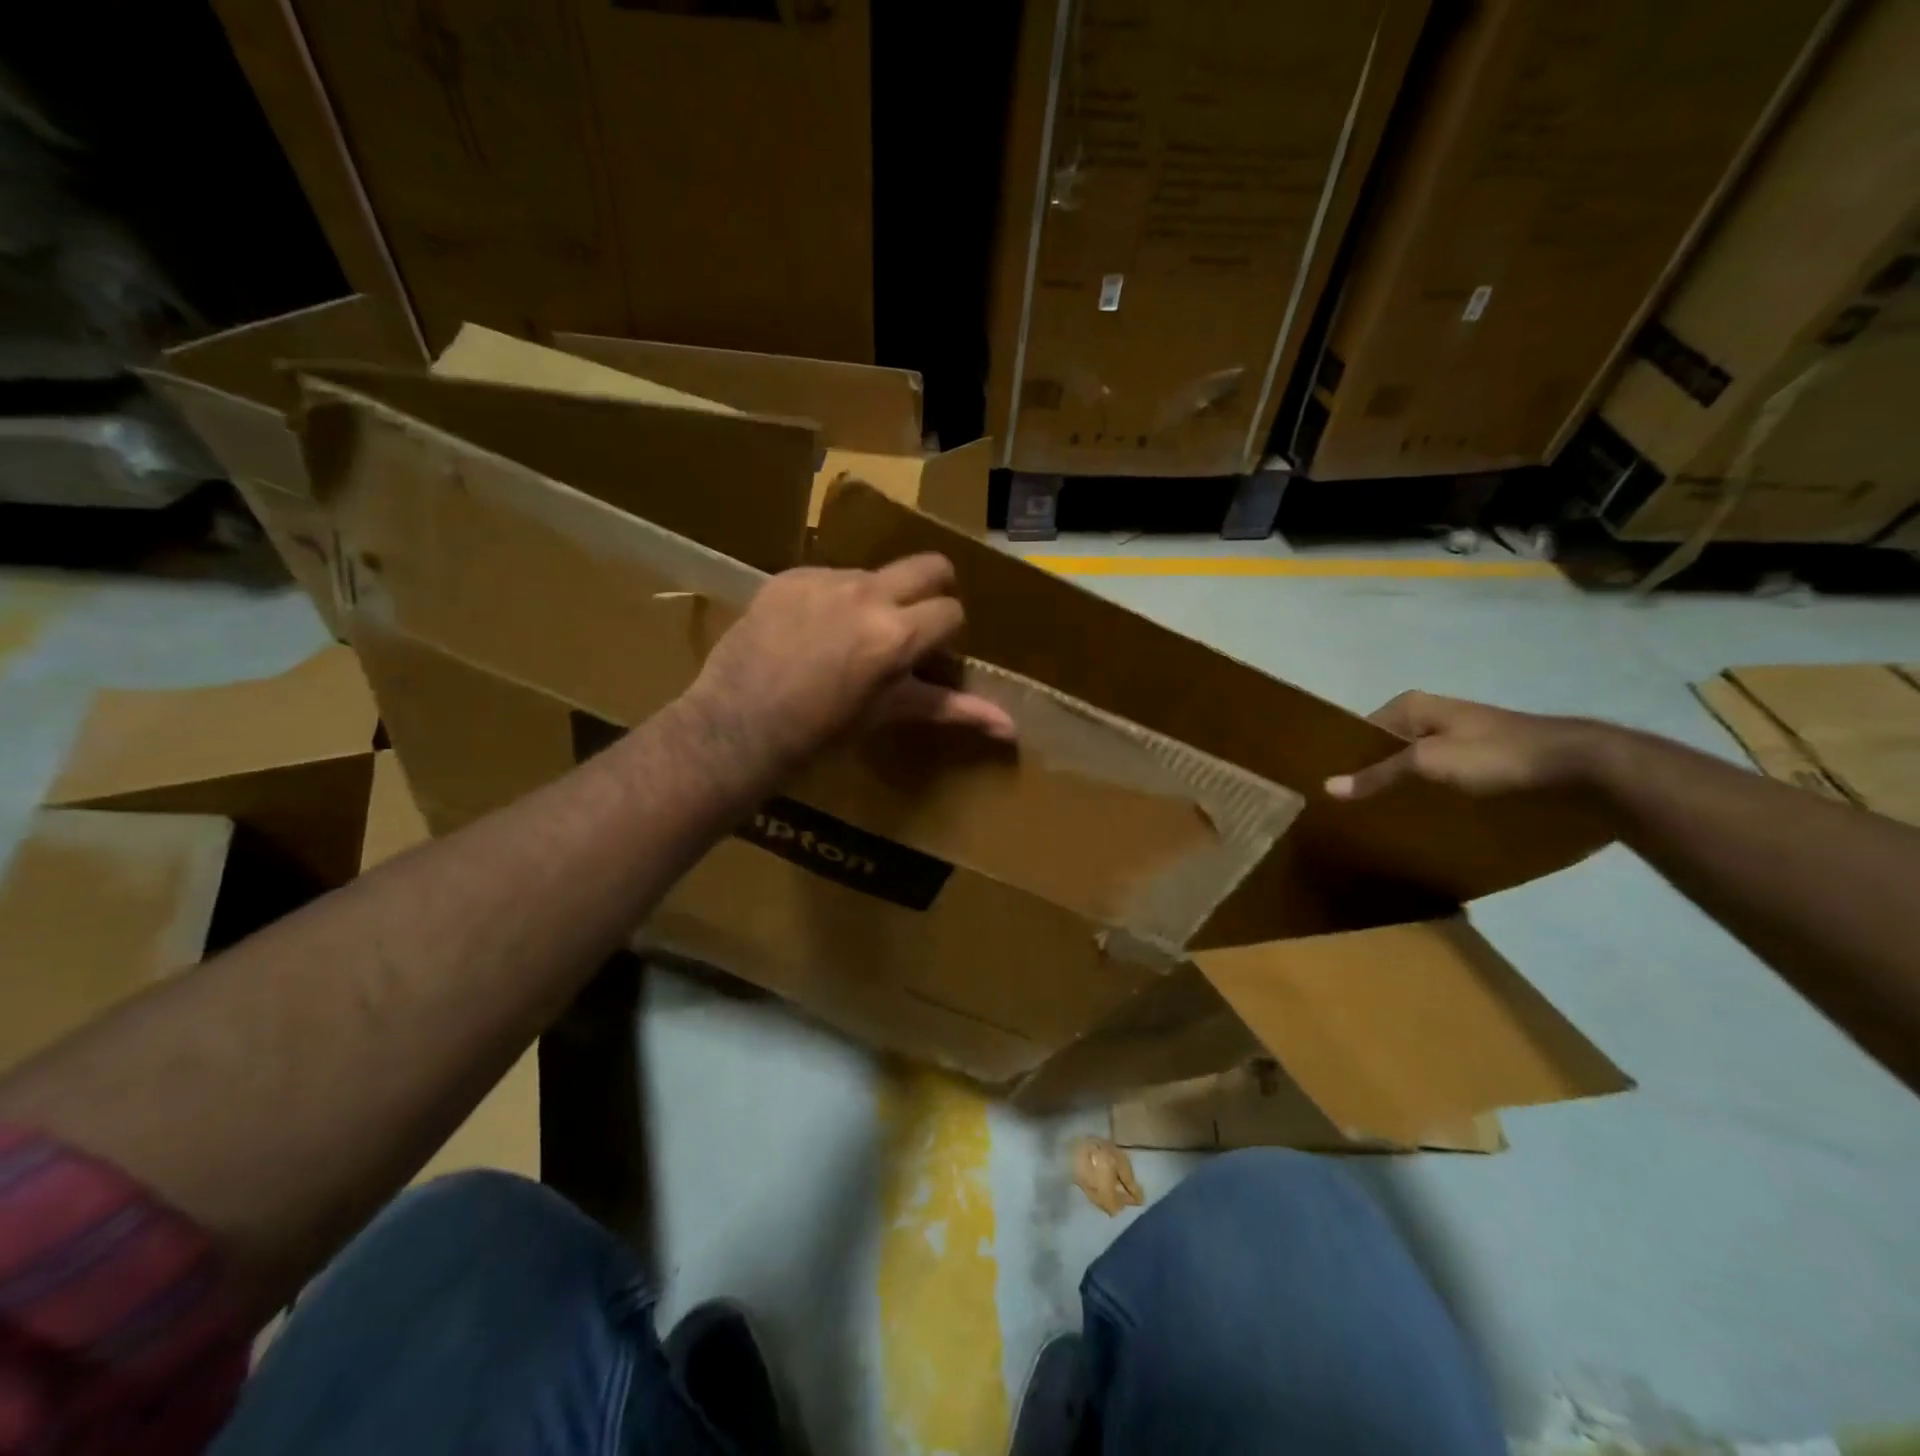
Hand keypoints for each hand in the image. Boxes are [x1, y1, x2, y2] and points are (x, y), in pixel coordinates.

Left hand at [679, 554, 1015, 780]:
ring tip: (848, 638)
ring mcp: (824, 579)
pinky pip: (829, 576)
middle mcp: (867, 593)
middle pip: (930, 566)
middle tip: (912, 624)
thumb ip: (952, 710)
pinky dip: (832, 599)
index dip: (946, 634)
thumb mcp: (888, 715)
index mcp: (897, 634)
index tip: (929, 656)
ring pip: (875, 573)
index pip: (952, 611)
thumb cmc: (821, 734)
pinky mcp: (789, 576)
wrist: (737, 726)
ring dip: (877, 598)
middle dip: (933, 590)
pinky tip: (808, 632)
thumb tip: (1012, 729)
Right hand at [1324, 691, 1605, 801]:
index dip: (1345, 758)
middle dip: (1372, 777)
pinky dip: (1431, 798)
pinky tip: (1424, 822)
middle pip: (1388, 750)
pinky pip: (1443, 782)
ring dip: (1402, 791)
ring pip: (1416, 768)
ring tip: (1382, 822)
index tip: (1329, 791)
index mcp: (1414, 707)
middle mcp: (1434, 718)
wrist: (1585, 770)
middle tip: (1352, 812)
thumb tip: (1327, 787)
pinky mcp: (1487, 765)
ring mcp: (1462, 741)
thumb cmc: (1498, 757)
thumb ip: (1380, 774)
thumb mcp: (1429, 763)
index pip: (1361, 731)